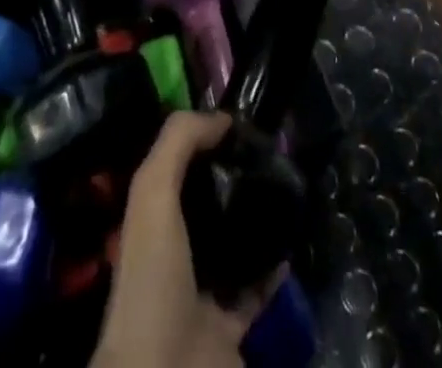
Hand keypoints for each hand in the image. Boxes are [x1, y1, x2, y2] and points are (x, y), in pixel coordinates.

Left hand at [92, 112, 273, 367]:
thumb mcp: (153, 191)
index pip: (178, 168)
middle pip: (208, 203)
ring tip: (284, 189)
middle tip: (269, 155)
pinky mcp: (230, 325)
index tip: (238, 123)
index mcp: (152, 218)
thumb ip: (179, 142)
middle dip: (234, 179)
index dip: (203, 142)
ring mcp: (202, 290)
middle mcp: (175, 250)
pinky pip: (256, 288)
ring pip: (234, 243)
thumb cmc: (153, 274)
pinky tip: (288, 242)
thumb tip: (221, 117)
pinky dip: (272, 268)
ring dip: (256, 220)